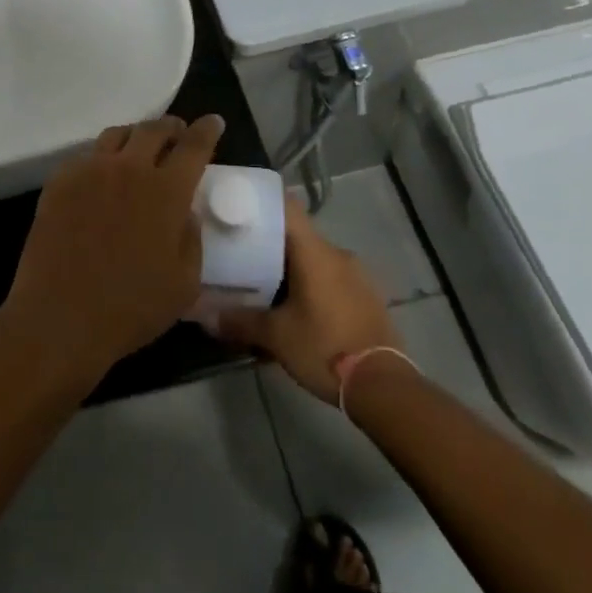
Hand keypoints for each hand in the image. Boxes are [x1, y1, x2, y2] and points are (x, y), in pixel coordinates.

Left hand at [3, 115, 220, 389]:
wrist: (60, 315)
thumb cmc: (131, 307)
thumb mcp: (185, 284)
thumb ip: (192, 239)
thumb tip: (186, 212)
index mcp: (165, 191)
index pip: (193, 146)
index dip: (206, 130)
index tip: (213, 122)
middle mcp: (128, 168)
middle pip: (153, 129)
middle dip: (171, 127)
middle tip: (178, 133)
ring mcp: (90, 170)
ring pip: (117, 135)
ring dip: (136, 136)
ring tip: (140, 148)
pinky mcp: (60, 180)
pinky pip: (86, 155)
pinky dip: (102, 158)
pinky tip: (103, 176)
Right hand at [215, 200, 404, 400]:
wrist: (385, 388)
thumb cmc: (325, 348)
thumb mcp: (276, 336)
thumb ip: (240, 321)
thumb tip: (206, 317)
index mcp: (315, 251)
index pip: (286, 207)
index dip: (262, 204)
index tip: (239, 210)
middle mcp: (338, 254)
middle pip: (298, 236)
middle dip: (272, 246)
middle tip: (244, 257)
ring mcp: (358, 276)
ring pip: (317, 261)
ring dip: (295, 271)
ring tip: (269, 289)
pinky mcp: (369, 299)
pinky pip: (334, 281)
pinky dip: (315, 288)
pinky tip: (301, 311)